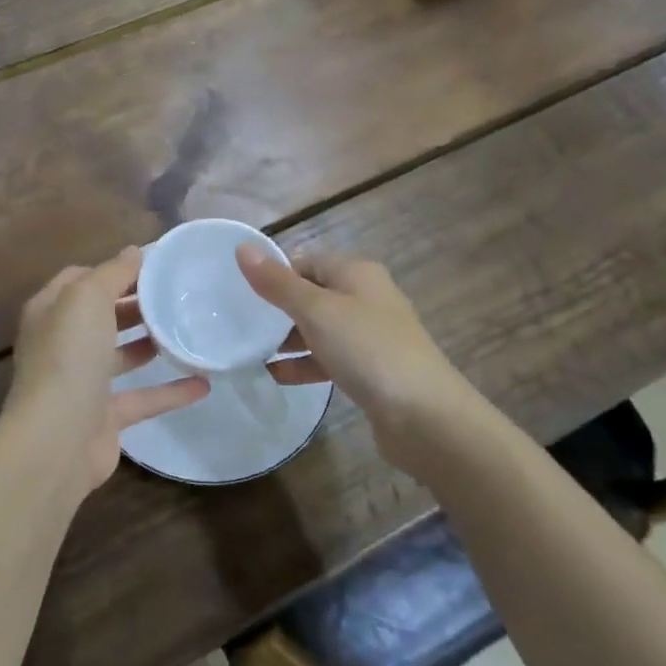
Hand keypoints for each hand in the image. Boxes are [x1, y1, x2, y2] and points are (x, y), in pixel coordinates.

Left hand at [2, 246, 209, 494]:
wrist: (57, 439)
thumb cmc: (69, 356)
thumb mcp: (87, 298)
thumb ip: (113, 272)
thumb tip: (133, 252)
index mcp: (51, 311)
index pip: (80, 279)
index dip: (113, 269)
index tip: (153, 265)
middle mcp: (62, 344)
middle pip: (102, 316)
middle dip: (134, 304)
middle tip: (176, 295)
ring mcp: (82, 383)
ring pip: (120, 355)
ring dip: (150, 343)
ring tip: (187, 329)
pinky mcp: (104, 417)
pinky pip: (142, 398)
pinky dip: (171, 391)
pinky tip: (204, 383)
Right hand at [237, 246, 486, 475]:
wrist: (425, 417)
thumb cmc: (368, 350)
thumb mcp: (316, 311)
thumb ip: (278, 283)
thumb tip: (242, 248)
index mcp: (357, 273)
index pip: (306, 261)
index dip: (275, 273)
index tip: (240, 292)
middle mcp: (367, 298)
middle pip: (313, 294)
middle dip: (279, 308)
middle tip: (242, 323)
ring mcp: (371, 336)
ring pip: (321, 329)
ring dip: (289, 339)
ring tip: (252, 351)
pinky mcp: (372, 370)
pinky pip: (330, 358)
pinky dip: (306, 364)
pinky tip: (278, 376)